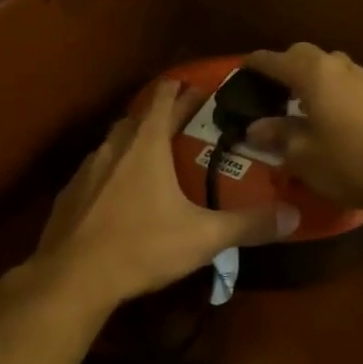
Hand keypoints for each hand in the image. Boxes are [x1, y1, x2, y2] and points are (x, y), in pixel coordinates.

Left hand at [35, 81, 299, 309]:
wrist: (72, 278)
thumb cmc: (141, 247)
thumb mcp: (203, 237)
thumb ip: (249, 225)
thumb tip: (294, 216)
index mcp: (145, 147)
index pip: (163, 101)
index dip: (180, 90)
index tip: (194, 85)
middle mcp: (113, 149)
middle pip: (136, 119)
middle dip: (157, 115)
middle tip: (179, 123)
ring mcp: (85, 171)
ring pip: (112, 144)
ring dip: (131, 142)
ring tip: (150, 157)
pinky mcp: (68, 196)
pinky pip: (94, 172)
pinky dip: (110, 172)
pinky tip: (117, 195)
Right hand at [241, 44, 362, 211]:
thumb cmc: (349, 163)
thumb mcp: (303, 155)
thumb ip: (278, 135)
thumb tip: (256, 128)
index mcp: (314, 75)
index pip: (276, 60)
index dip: (256, 63)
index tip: (242, 67)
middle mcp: (340, 67)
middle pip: (305, 54)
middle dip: (285, 65)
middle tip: (270, 87)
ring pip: (330, 65)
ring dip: (311, 76)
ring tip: (300, 101)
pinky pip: (347, 81)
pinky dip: (331, 88)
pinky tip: (329, 114)